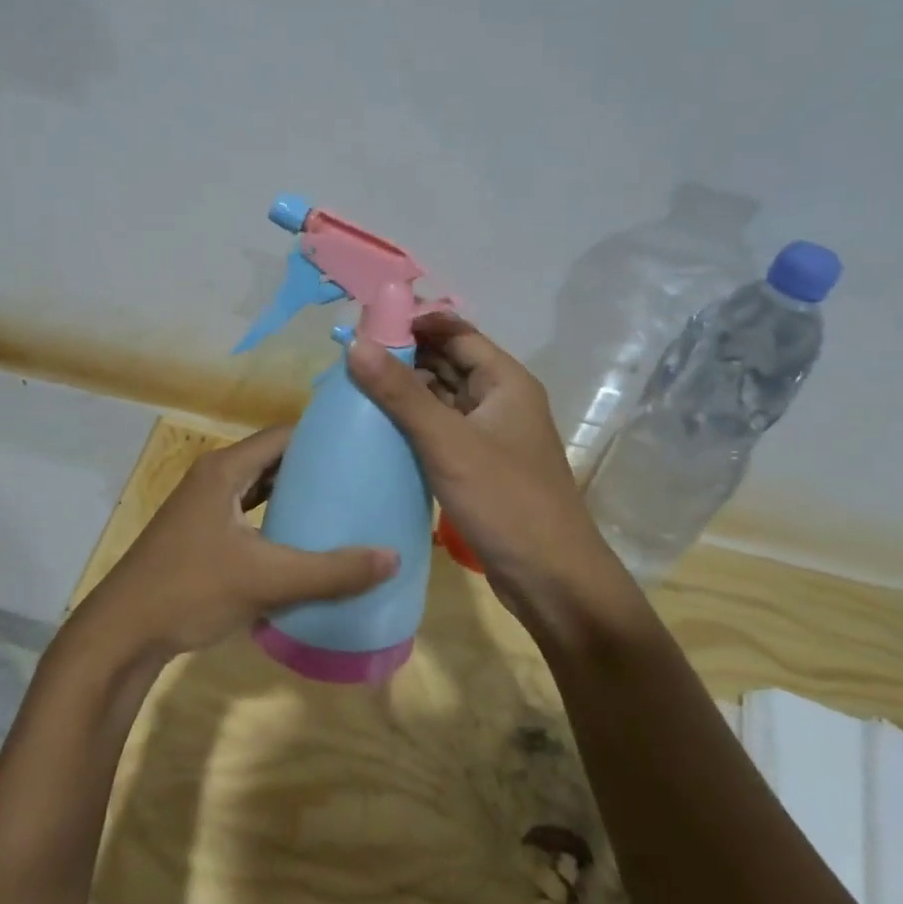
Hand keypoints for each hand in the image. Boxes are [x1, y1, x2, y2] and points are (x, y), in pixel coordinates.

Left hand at [79, 425, 397, 664]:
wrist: (122, 633)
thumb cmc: (191, 591)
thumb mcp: (267, 580)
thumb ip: (331, 571)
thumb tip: (393, 557)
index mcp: (225, 470)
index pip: (283, 435)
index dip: (322, 437)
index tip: (362, 447)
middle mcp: (213, 477)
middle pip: (272, 459)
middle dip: (313, 467)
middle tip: (359, 478)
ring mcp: (202, 506)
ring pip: (258, 487)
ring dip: (292, 494)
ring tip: (339, 506)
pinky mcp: (199, 533)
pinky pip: (246, 512)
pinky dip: (273, 517)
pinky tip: (300, 539)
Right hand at [346, 314, 626, 616]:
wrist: (552, 580)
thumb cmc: (506, 501)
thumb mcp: (448, 443)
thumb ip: (401, 394)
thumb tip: (356, 343)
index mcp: (505, 381)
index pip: (455, 332)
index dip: (413, 323)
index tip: (365, 325)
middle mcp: (500, 400)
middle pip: (448, 362)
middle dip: (404, 356)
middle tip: (350, 359)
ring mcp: (491, 434)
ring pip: (443, 398)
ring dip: (406, 391)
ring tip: (354, 389)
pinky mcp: (480, 465)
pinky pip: (442, 430)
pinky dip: (413, 424)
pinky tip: (378, 429)